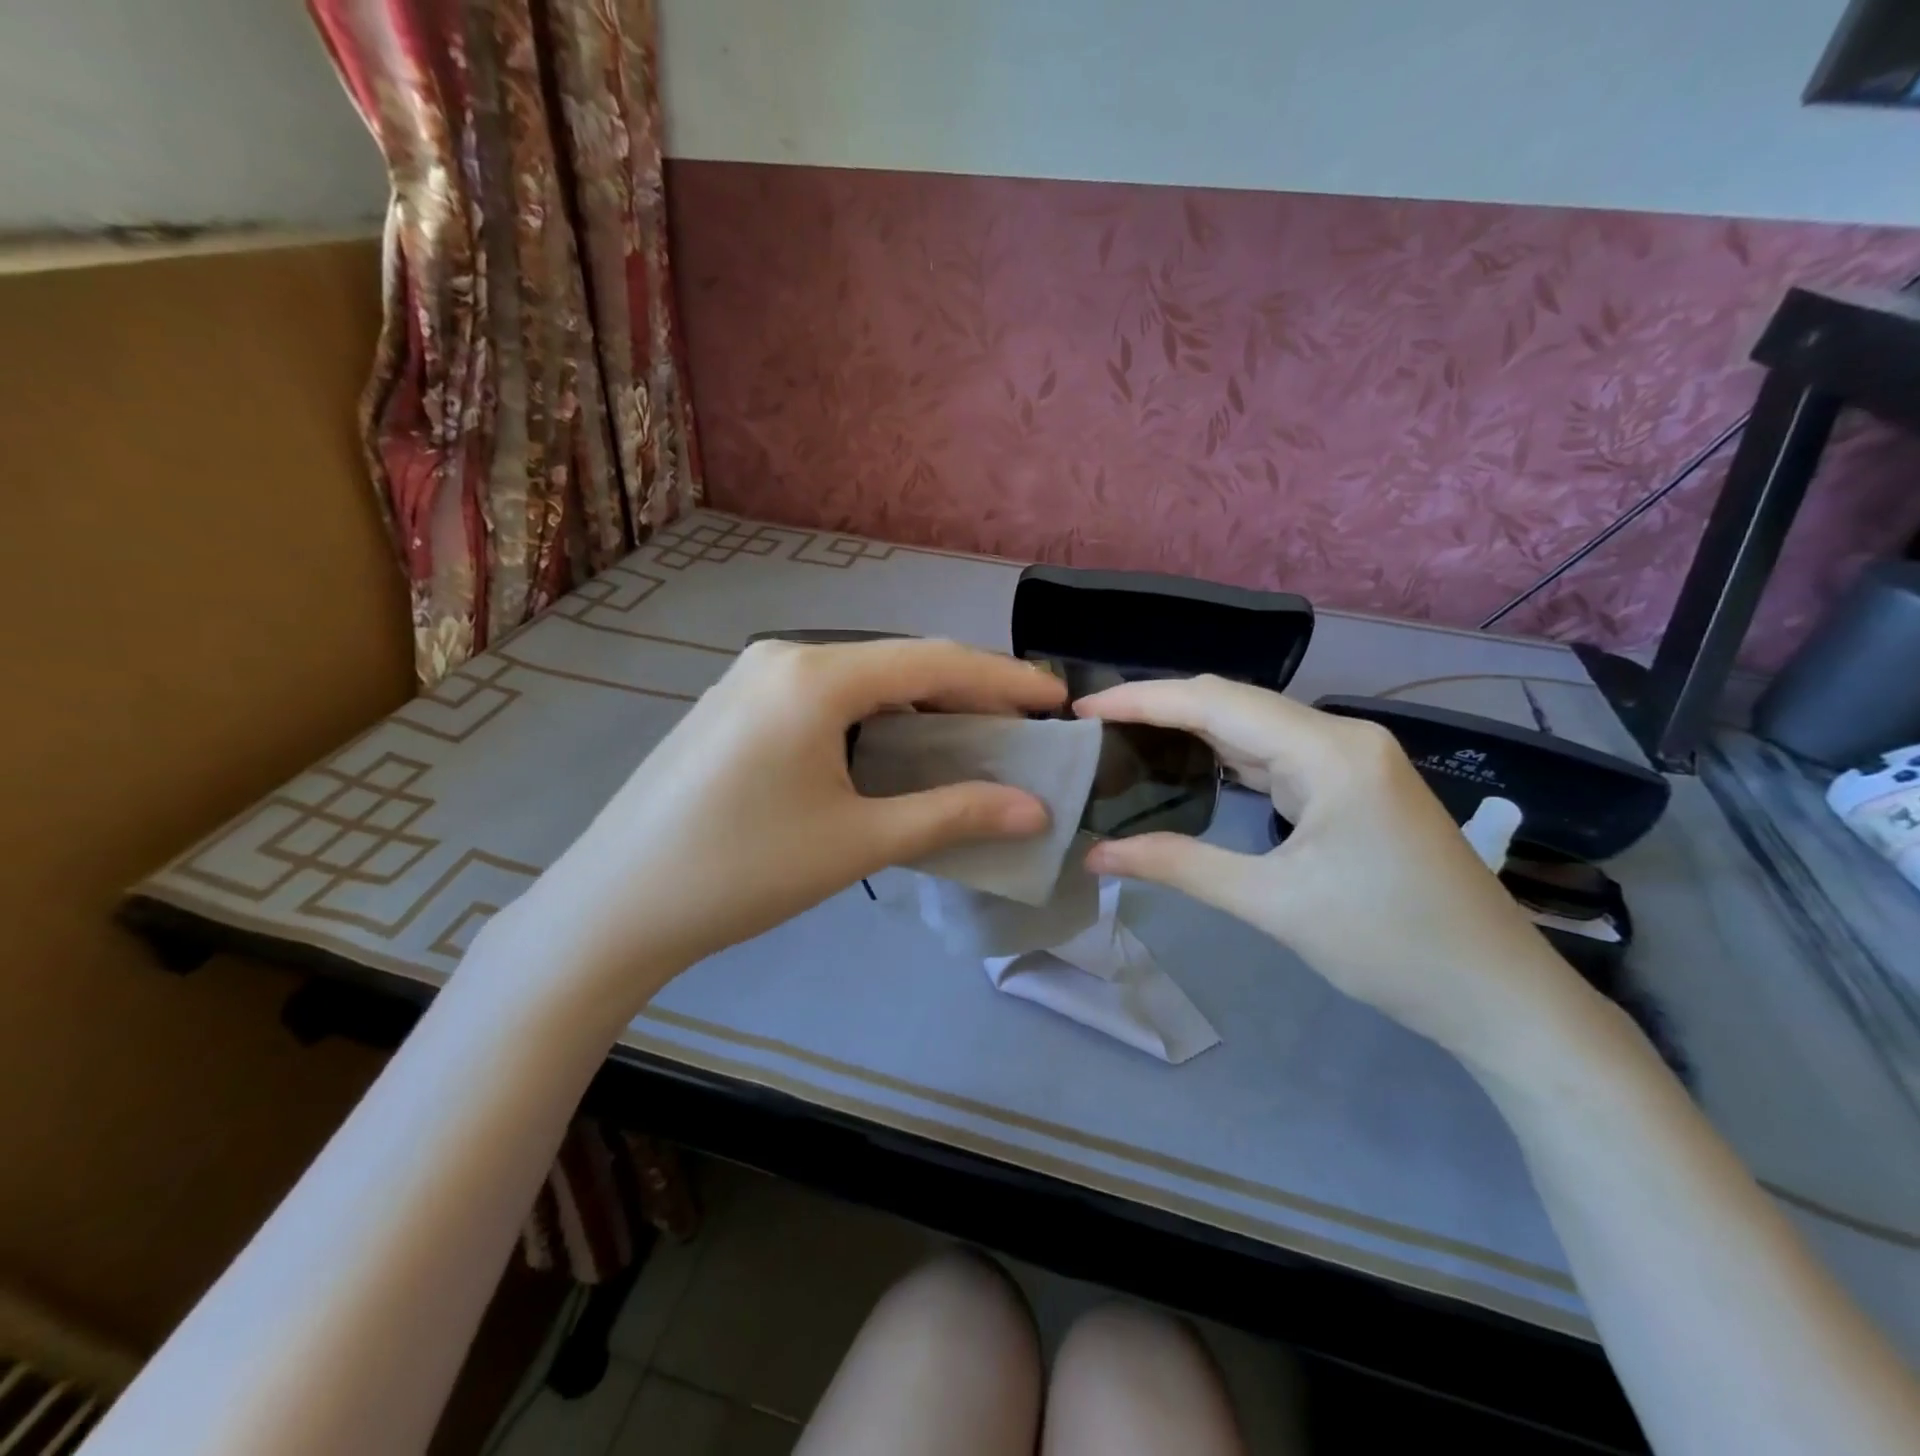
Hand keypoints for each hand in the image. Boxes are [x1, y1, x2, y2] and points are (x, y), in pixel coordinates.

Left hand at [492, 638, 1065, 1023]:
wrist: (614, 907)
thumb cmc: (743, 872)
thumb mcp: (857, 841)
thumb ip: (952, 815)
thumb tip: (1035, 810)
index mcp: (815, 676)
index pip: (934, 662)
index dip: (1004, 679)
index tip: (1057, 698)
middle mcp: (783, 658)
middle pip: (897, 663)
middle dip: (965, 691)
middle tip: (1020, 725)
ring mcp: (750, 678)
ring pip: (860, 680)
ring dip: (918, 705)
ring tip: (968, 738)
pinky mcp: (733, 706)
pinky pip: (824, 697)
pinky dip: (873, 716)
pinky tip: (893, 748)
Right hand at [1076, 676, 1587, 1063]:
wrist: (1500, 995)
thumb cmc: (1391, 946)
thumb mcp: (1273, 905)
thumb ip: (1179, 866)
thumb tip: (1096, 856)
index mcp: (1330, 751)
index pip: (1216, 702)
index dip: (1141, 700)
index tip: (1082, 711)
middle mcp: (1341, 737)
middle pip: (1233, 703)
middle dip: (1158, 709)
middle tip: (1091, 727)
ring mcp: (1351, 760)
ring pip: (1252, 727)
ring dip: (1188, 730)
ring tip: (1122, 739)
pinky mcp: (1352, 785)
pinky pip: (1274, 754)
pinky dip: (1223, 756)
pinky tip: (1185, 764)